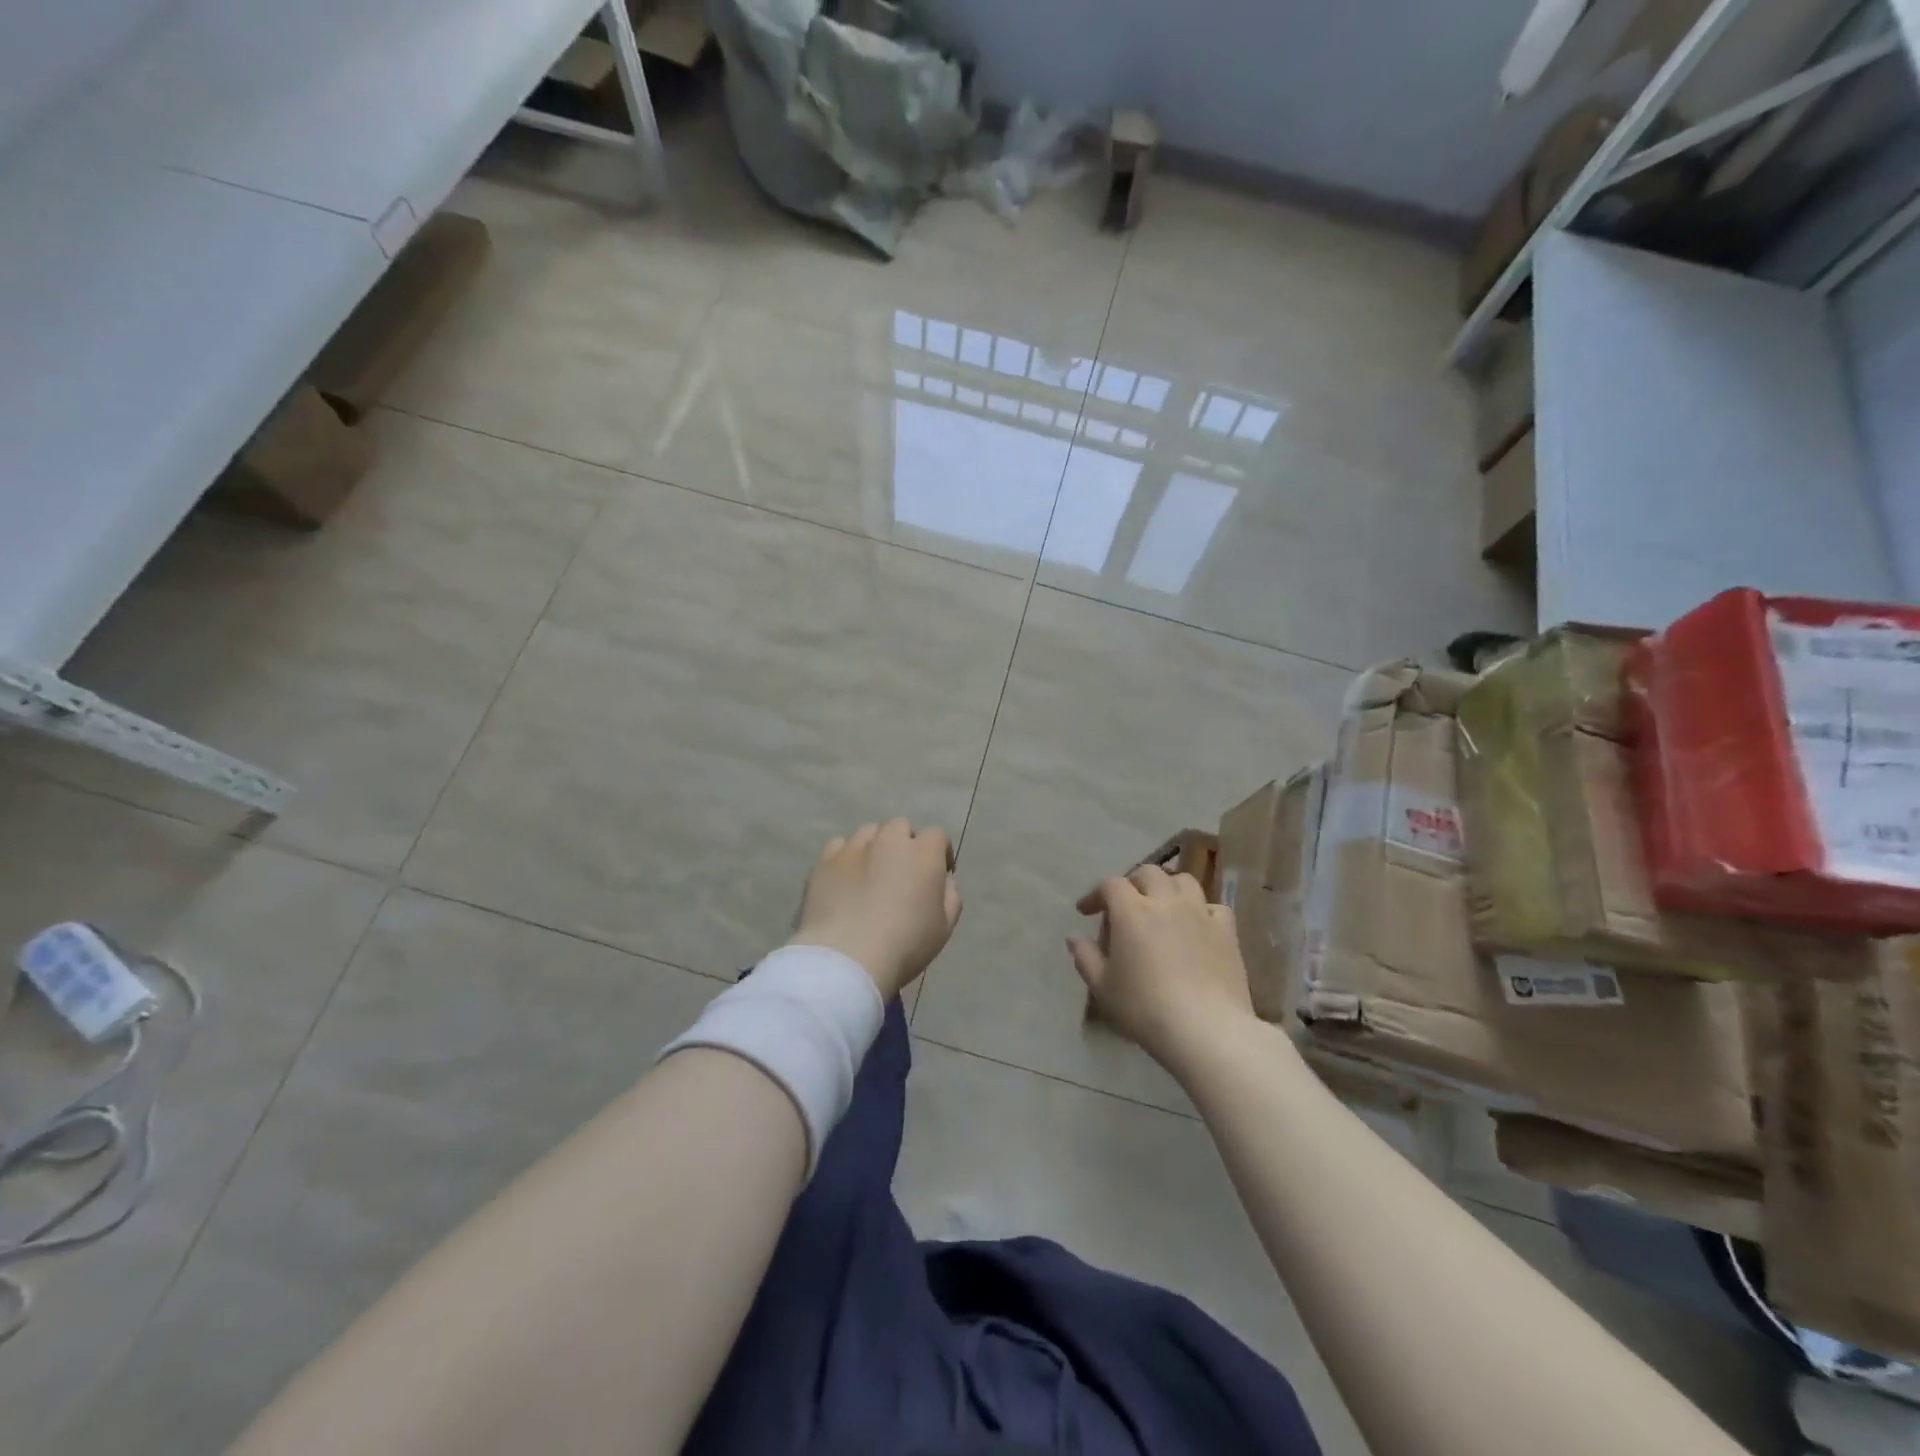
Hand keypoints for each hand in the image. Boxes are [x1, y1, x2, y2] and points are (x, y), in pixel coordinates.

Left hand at [788, 819, 960, 999]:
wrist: (848, 958)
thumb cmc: (905, 945)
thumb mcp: (945, 927)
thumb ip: (950, 895)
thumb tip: (943, 879)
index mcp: (923, 854)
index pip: (936, 836)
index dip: (939, 853)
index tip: (938, 874)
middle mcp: (889, 841)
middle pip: (900, 827)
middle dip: (904, 844)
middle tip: (901, 873)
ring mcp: (854, 848)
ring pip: (868, 834)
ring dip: (874, 847)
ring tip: (870, 875)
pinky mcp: (824, 861)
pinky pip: (838, 847)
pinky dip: (845, 858)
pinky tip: (844, 880)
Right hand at [1068, 864, 1256, 1075]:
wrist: (1206, 1030)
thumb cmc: (1145, 1008)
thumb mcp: (1103, 987)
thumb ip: (1085, 957)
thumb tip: (1075, 938)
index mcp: (1132, 911)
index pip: (1111, 885)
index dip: (1096, 895)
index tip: (1086, 912)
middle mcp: (1166, 902)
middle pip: (1149, 873)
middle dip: (1132, 883)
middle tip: (1125, 905)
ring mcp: (1200, 913)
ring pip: (1183, 881)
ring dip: (1168, 888)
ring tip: (1162, 906)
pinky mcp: (1226, 931)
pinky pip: (1213, 906)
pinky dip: (1201, 909)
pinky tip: (1197, 926)